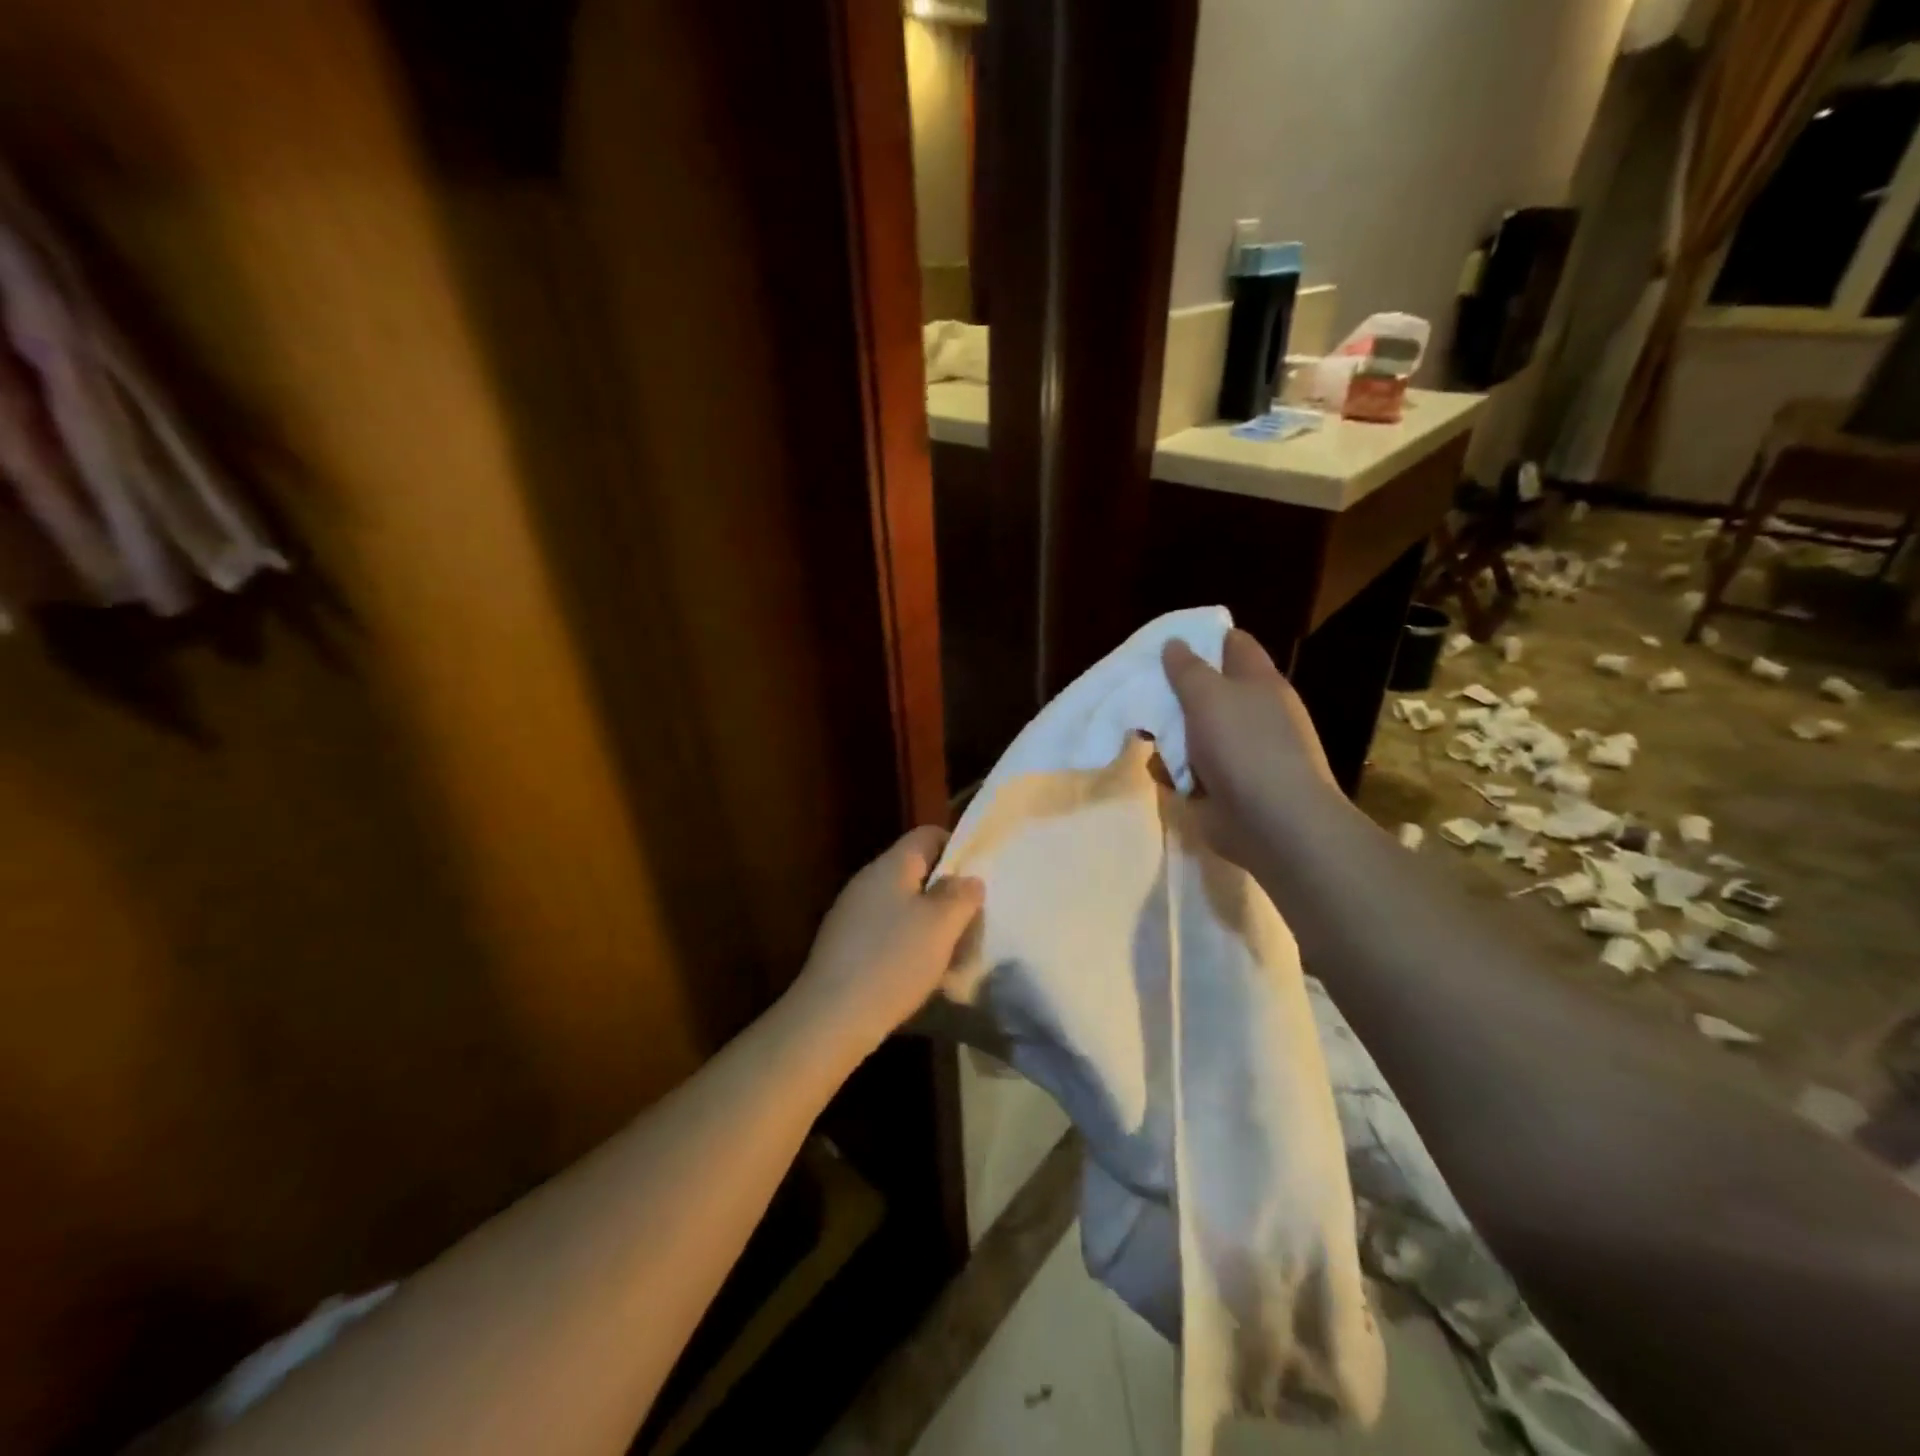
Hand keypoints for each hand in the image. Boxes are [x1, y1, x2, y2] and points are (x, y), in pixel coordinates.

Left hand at [792, 826, 984, 1056]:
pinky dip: (908, 944)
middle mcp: (868, 881)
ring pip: (902, 905)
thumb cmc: (893, 960)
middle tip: (973, 918)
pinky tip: (921, 973)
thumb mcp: (941, 926)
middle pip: (915, 871)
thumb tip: (968, 878)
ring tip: (954, 951)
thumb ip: (960, 896)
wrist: (831, 1017)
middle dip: (946, 892)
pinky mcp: (845, 945)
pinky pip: (886, 932)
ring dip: (929, 923)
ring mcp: (852, 913)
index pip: (927, 835)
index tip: (980, 875)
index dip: (957, 847)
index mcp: (891, 865)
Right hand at [1162, 629, 1344, 870]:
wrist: (1273, 823)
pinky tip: (1165, 776)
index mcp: (1258, 682)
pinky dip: (1174, 773)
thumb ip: (1187, 668)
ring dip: (1167, 738)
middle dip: (1172, 694)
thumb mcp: (1209, 696)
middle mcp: (1251, 713)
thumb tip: (1174, 643)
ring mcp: (1238, 752)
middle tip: (1139, 694)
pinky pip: (1189, 770)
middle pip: (1205, 691)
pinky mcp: (1223, 786)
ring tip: (1143, 740)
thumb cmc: (1245, 747)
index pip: (1232, 644)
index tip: (1164, 644)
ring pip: (1191, 733)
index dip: (1201, 639)